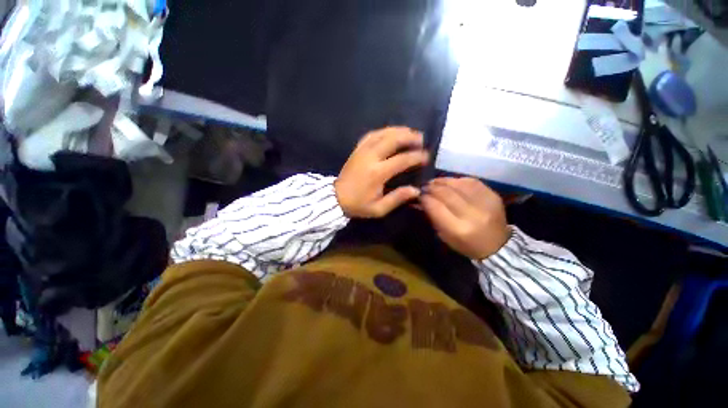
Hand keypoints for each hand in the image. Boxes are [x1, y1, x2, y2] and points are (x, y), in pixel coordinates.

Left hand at [335, 127, 428, 217]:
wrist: (335, 198)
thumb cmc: (358, 205)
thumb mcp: (378, 208)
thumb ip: (397, 198)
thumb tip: (416, 190)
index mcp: (377, 173)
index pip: (402, 159)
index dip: (416, 156)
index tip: (426, 156)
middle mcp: (371, 157)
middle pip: (393, 139)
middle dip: (409, 137)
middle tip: (421, 139)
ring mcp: (362, 150)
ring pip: (382, 133)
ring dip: (398, 131)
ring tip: (410, 133)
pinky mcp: (357, 149)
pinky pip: (371, 134)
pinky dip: (383, 131)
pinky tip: (391, 133)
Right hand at [420, 177, 509, 259]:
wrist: (497, 245)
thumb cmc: (465, 244)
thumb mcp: (444, 235)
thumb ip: (432, 216)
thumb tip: (420, 199)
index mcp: (458, 229)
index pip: (435, 206)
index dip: (424, 198)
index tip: (418, 195)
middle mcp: (472, 214)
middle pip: (445, 193)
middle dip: (431, 188)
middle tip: (424, 187)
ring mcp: (485, 203)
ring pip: (457, 184)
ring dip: (442, 181)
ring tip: (434, 182)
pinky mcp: (493, 195)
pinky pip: (470, 181)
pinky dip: (456, 180)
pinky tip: (449, 182)